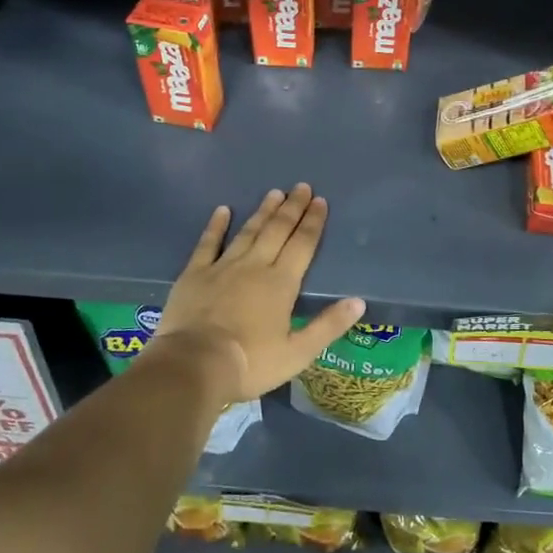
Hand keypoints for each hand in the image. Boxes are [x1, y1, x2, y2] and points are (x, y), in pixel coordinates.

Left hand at [151, 184, 364, 406]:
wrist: (193, 365)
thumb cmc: (250, 363)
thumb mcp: (297, 352)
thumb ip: (328, 326)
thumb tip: (359, 302)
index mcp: (281, 283)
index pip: (302, 245)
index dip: (313, 222)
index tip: (320, 201)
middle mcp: (255, 266)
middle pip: (277, 230)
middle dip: (292, 208)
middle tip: (301, 187)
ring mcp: (223, 267)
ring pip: (248, 232)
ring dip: (263, 212)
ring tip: (274, 193)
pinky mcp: (194, 274)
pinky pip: (208, 243)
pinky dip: (216, 226)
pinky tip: (222, 210)